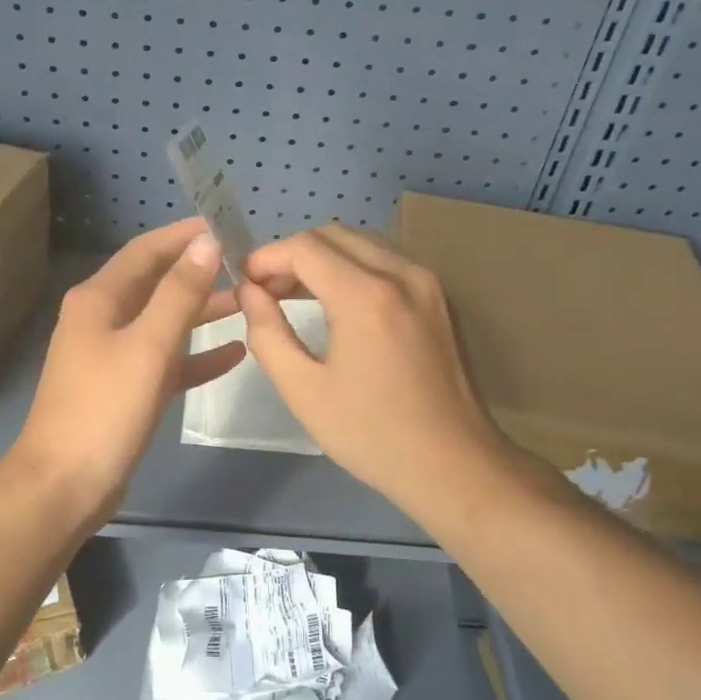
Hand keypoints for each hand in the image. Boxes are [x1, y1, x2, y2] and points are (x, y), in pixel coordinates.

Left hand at [12, 218, 245, 524]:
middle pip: (156, 283)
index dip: (184, 235)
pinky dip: (195, 355)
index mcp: (99, 299)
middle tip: (245, 265)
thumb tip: (205, 242)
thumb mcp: (149, 346)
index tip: (225, 226)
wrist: (63, 486)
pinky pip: (165, 360)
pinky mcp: (123, 389)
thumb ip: (180, 293)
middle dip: (198, 272)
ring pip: (163, 321)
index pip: (146, 250)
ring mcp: (111, 355)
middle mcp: (102, 319)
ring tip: (247, 302)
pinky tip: (234, 354)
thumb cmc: (105, 409)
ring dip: (201, 311)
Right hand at [238, 225, 520, 504]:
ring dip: (324, 257)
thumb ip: (267, 333)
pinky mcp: (439, 296)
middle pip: (333, 234)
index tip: (246, 284)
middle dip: (293, 254)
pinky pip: (387, 259)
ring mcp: (427, 281)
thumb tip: (250, 293)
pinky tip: (339, 302)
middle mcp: (401, 273)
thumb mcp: (304, 391)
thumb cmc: (372, 433)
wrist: (455, 465)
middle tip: (268, 291)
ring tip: (298, 294)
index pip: (304, 247)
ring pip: (362, 241)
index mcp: (365, 296)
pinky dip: (354, 265)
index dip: (267, 258)